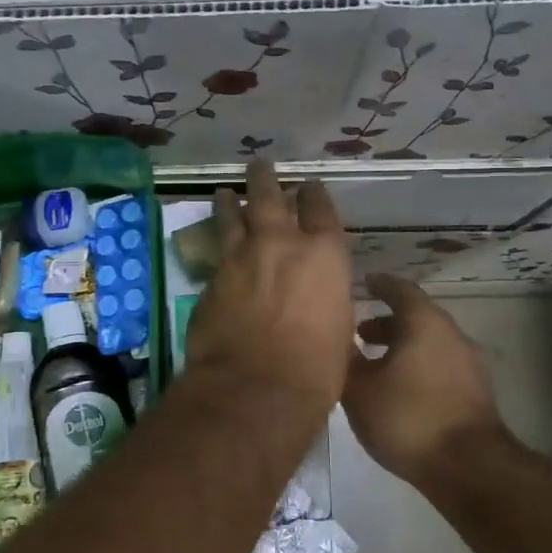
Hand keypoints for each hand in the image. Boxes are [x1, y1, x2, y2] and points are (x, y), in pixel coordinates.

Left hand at [183, 160, 352, 414]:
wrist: (256, 387)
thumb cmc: (316, 368)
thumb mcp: (339, 329)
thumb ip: (326, 300)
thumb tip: (315, 298)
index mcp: (324, 255)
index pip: (320, 209)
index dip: (314, 194)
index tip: (309, 186)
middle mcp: (281, 244)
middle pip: (270, 197)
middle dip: (265, 179)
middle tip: (259, 165)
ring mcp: (241, 258)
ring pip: (233, 216)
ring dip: (229, 202)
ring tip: (223, 192)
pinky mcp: (212, 278)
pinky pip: (217, 252)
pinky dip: (217, 243)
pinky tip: (214, 244)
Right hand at [343, 272, 514, 492]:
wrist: (469, 468)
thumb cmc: (408, 417)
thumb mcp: (359, 389)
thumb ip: (346, 359)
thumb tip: (337, 340)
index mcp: (424, 322)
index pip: (400, 289)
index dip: (379, 284)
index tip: (363, 284)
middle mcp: (451, 334)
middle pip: (416, 317)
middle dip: (386, 322)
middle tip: (358, 333)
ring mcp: (469, 364)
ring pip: (429, 343)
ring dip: (401, 347)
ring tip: (374, 365)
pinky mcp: (475, 393)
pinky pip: (439, 365)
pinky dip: (416, 366)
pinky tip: (398, 390)